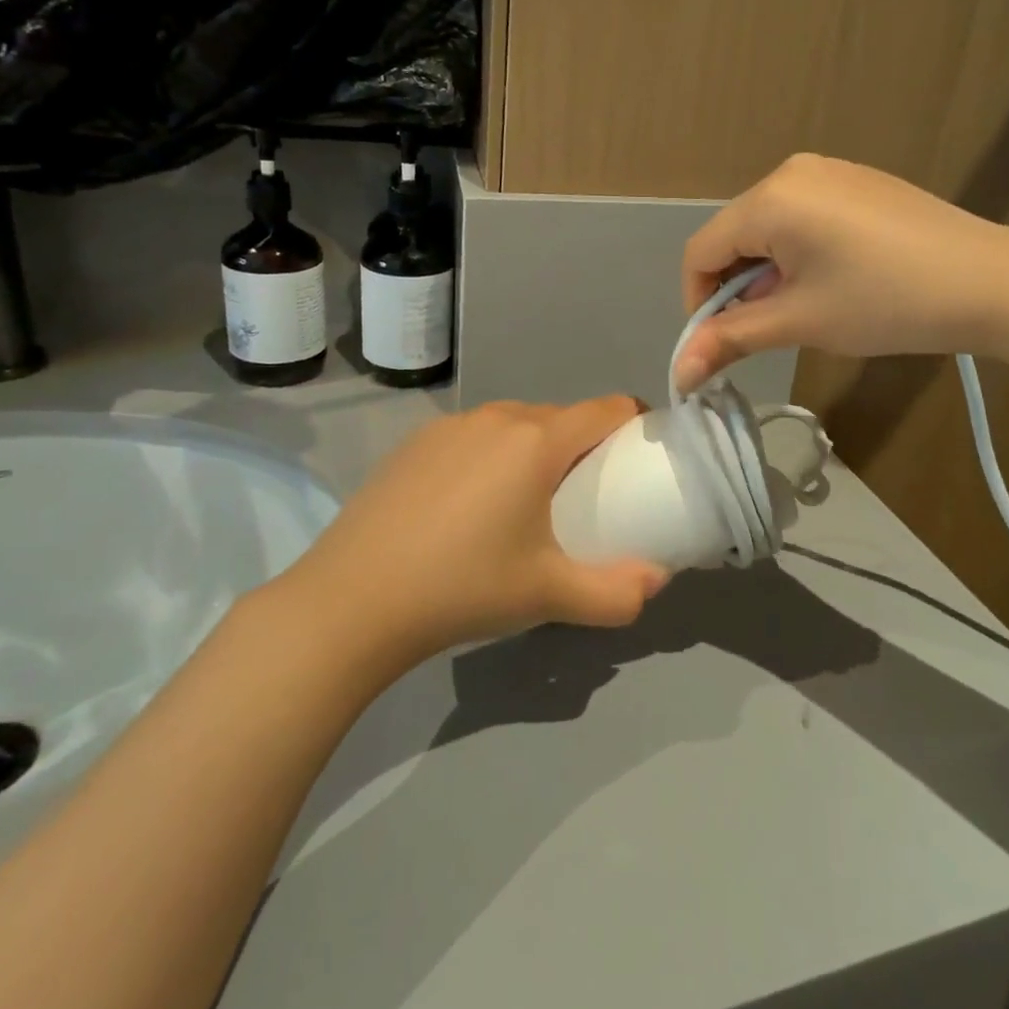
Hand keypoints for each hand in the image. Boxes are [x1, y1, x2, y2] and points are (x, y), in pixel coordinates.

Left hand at [277, 398, 668, 673]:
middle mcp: (497, 417)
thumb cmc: (464, 588)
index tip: (638, 461)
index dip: (634, 425)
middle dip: (583, 447)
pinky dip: (490, 457)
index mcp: (537, 441)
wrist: (351, 601)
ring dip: (534, 451)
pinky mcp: (414, 442)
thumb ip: (616, 593)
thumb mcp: (549, 596)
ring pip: (515, 424)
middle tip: (583, 499)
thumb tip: (657, 581)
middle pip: (562, 417)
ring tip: (524, 504)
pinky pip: (474, 436)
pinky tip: (467, 507)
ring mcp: (450, 425)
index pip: (608, 407)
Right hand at [675, 154, 1008, 389]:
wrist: (991, 281)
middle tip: (769, 330)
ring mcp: (828, 171)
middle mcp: (791, 171)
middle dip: (737, 288)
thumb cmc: (886, 302)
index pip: (701, 252)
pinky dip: (796, 253)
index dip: (699, 303)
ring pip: (767, 228)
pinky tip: (832, 281)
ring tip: (804, 309)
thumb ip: (731, 339)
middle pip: (733, 236)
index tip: (721, 344)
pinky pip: (801, 217)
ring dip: (767, 273)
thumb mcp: (801, 322)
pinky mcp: (856, 181)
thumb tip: (678, 374)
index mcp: (771, 198)